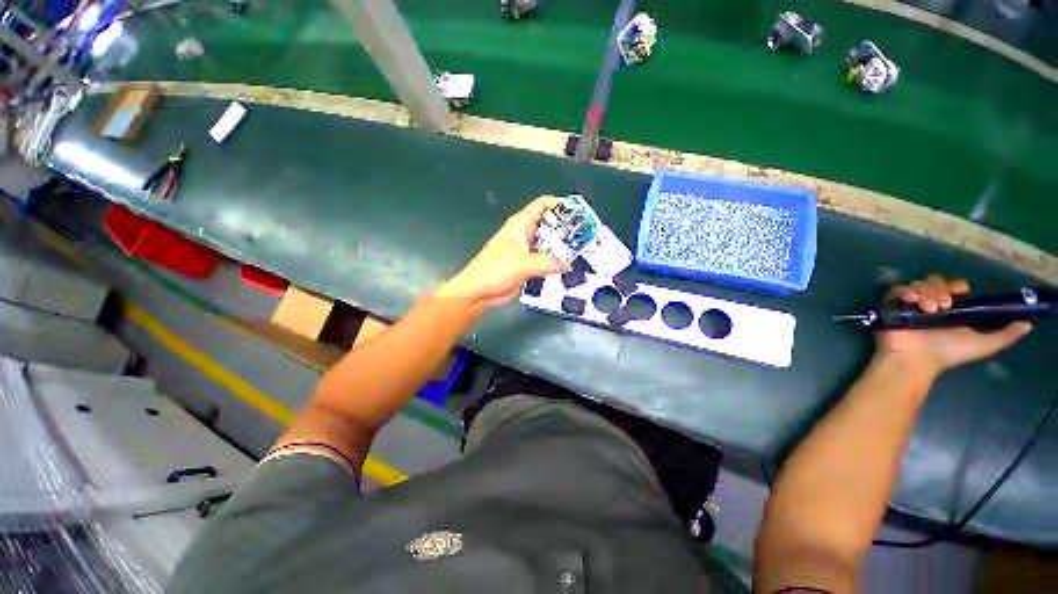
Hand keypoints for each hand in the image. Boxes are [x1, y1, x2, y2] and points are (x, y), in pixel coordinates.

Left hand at [437, 196, 571, 308]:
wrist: (479, 291)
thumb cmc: (495, 270)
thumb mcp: (523, 263)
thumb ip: (548, 262)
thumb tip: (567, 264)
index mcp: (520, 225)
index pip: (541, 205)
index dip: (558, 204)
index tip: (576, 211)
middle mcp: (523, 235)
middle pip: (548, 225)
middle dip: (564, 229)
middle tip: (583, 236)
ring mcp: (525, 251)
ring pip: (547, 244)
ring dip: (560, 248)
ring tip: (579, 252)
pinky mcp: (526, 265)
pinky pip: (544, 260)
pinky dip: (554, 263)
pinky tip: (565, 268)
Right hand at [875, 275, 1031, 377]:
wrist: (916, 360)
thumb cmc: (948, 353)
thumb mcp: (983, 345)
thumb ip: (1005, 335)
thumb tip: (1028, 324)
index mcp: (950, 309)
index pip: (954, 286)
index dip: (957, 285)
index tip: (959, 293)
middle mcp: (930, 303)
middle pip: (936, 281)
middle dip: (940, 289)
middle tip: (942, 306)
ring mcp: (911, 304)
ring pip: (919, 283)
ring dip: (926, 292)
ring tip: (928, 309)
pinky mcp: (892, 305)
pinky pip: (898, 289)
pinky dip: (906, 291)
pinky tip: (912, 301)